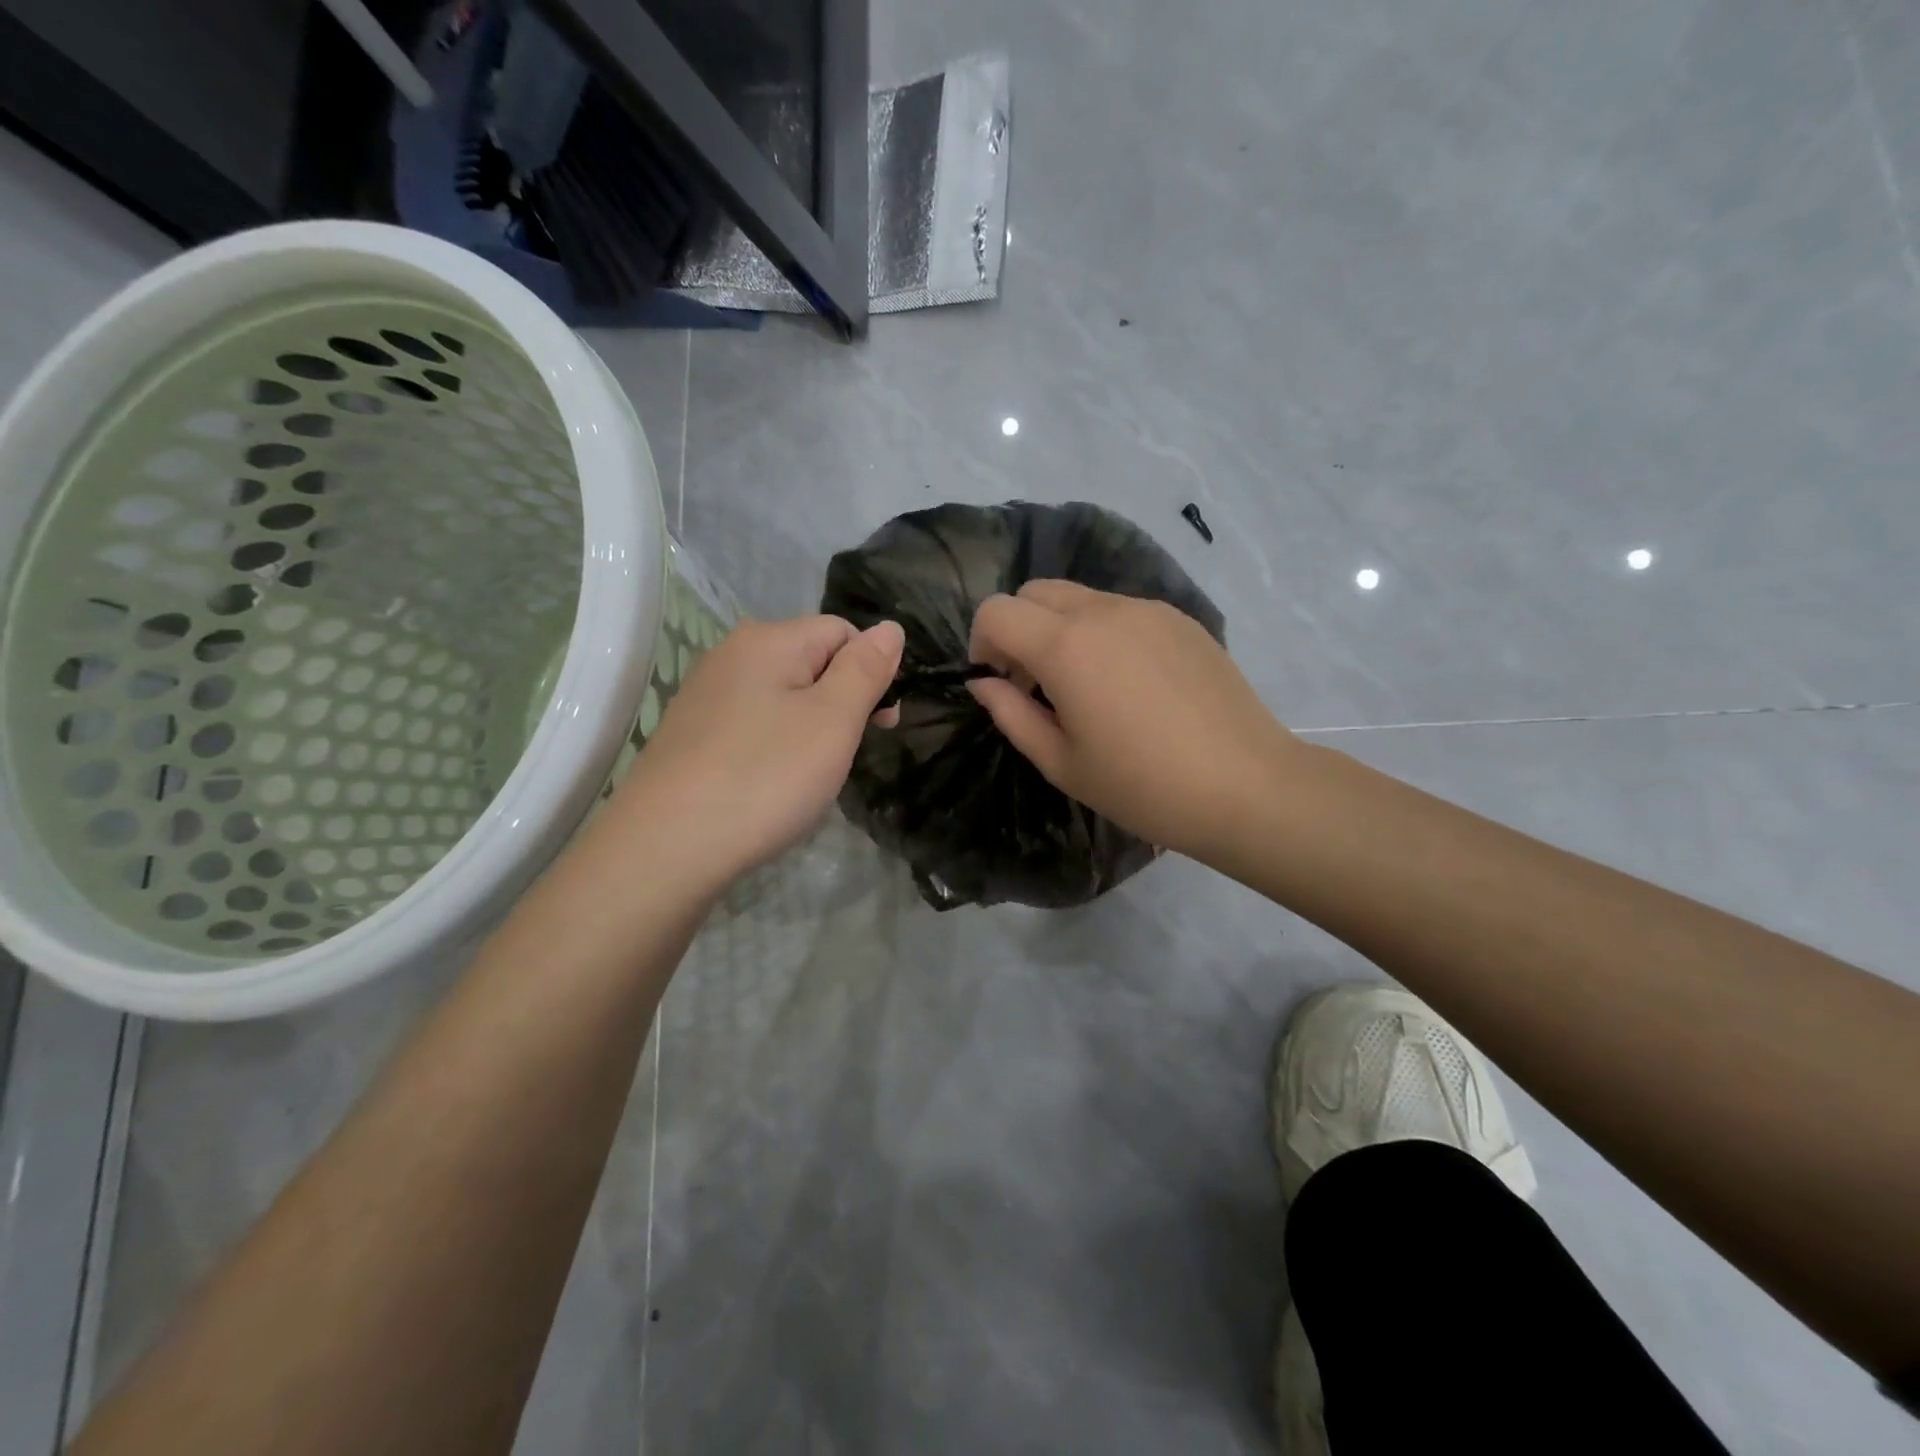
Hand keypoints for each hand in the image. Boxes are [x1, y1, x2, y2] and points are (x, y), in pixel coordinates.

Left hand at [611, 615, 903, 889]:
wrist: (666, 848)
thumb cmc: (765, 778)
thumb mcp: (834, 721)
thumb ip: (866, 669)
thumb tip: (890, 627)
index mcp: (769, 639)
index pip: (843, 631)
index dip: (872, 671)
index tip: (882, 724)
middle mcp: (732, 653)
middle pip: (811, 661)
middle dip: (841, 702)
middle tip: (845, 754)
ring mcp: (706, 694)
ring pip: (783, 696)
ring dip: (810, 727)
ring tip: (808, 776)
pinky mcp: (692, 732)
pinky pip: (753, 723)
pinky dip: (774, 746)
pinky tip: (770, 783)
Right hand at [967, 580, 1296, 861]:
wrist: (1246, 786)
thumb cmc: (1142, 786)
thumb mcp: (1061, 762)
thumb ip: (1011, 714)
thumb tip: (985, 683)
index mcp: (1066, 646)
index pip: (997, 611)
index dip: (982, 642)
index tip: (999, 682)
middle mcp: (1104, 611)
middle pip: (1036, 592)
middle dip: (1019, 629)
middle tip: (1035, 683)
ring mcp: (1148, 610)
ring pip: (1081, 598)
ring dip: (1062, 630)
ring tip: (1087, 687)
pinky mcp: (1181, 620)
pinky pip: (1122, 611)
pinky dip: (1104, 634)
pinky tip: (1132, 686)